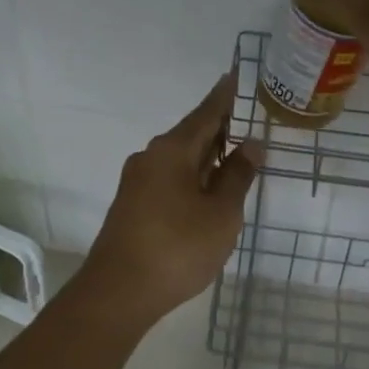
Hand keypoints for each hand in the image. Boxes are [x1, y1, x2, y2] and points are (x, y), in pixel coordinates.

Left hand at [84, 74, 258, 322]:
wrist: (117, 292)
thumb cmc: (177, 247)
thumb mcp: (221, 213)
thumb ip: (237, 176)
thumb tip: (250, 144)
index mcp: (172, 150)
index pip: (205, 113)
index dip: (224, 96)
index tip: (235, 75)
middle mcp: (150, 157)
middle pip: (190, 133)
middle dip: (218, 127)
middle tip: (245, 119)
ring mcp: (137, 181)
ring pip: (178, 158)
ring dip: (205, 155)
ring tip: (233, 154)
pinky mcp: (132, 205)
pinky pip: (168, 177)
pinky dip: (191, 175)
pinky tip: (206, 189)